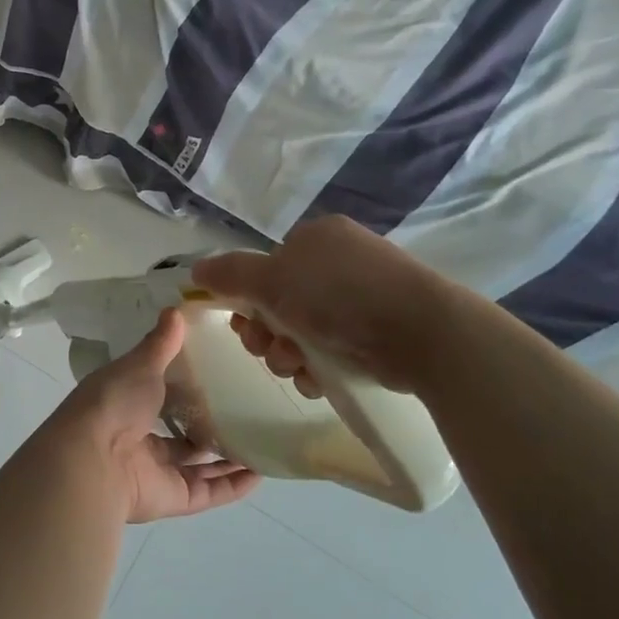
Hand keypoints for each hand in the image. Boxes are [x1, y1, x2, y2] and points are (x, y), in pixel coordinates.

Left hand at [50, 308, 258, 523]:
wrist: (93, 460)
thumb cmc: (114, 404)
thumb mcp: (139, 365)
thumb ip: (160, 344)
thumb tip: (176, 309)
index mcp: (125, 406)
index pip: (157, 396)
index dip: (182, 387)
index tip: (214, 373)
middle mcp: (139, 440)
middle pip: (179, 435)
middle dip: (207, 427)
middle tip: (245, 410)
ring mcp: (156, 472)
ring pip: (197, 466)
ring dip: (227, 457)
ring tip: (261, 440)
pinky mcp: (173, 499)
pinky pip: (209, 492)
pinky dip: (233, 486)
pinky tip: (261, 472)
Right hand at [191, 215, 446, 396]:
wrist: (423, 333)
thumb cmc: (339, 296)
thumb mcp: (273, 279)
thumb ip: (230, 274)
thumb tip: (195, 271)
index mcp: (315, 239)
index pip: (266, 267)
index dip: (247, 297)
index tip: (244, 322)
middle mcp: (337, 263)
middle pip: (279, 303)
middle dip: (267, 333)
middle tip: (270, 349)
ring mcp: (361, 298)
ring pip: (302, 332)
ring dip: (288, 355)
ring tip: (300, 367)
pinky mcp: (379, 333)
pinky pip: (331, 350)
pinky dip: (318, 367)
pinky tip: (320, 379)